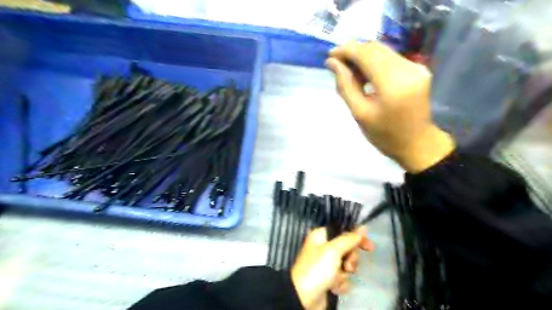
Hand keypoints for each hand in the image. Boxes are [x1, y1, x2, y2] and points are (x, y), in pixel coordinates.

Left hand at [291, 226, 371, 309]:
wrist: (304, 298)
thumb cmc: (317, 268)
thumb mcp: (333, 250)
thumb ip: (349, 238)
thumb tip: (363, 227)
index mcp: (321, 236)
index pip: (343, 231)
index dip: (356, 238)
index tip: (369, 246)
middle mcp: (323, 247)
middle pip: (347, 248)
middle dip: (350, 259)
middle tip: (348, 266)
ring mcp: (326, 264)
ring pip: (346, 264)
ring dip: (344, 273)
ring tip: (336, 279)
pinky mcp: (328, 279)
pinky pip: (342, 277)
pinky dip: (340, 283)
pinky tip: (334, 288)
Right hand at [325, 41, 454, 172]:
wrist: (416, 143)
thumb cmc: (384, 134)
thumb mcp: (359, 113)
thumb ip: (345, 85)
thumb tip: (332, 63)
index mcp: (392, 84)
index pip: (366, 54)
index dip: (346, 50)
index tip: (330, 55)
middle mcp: (408, 69)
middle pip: (375, 48)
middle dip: (354, 52)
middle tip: (338, 66)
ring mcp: (416, 67)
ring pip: (383, 51)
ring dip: (364, 57)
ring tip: (351, 73)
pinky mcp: (419, 69)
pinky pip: (392, 58)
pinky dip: (375, 62)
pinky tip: (367, 75)